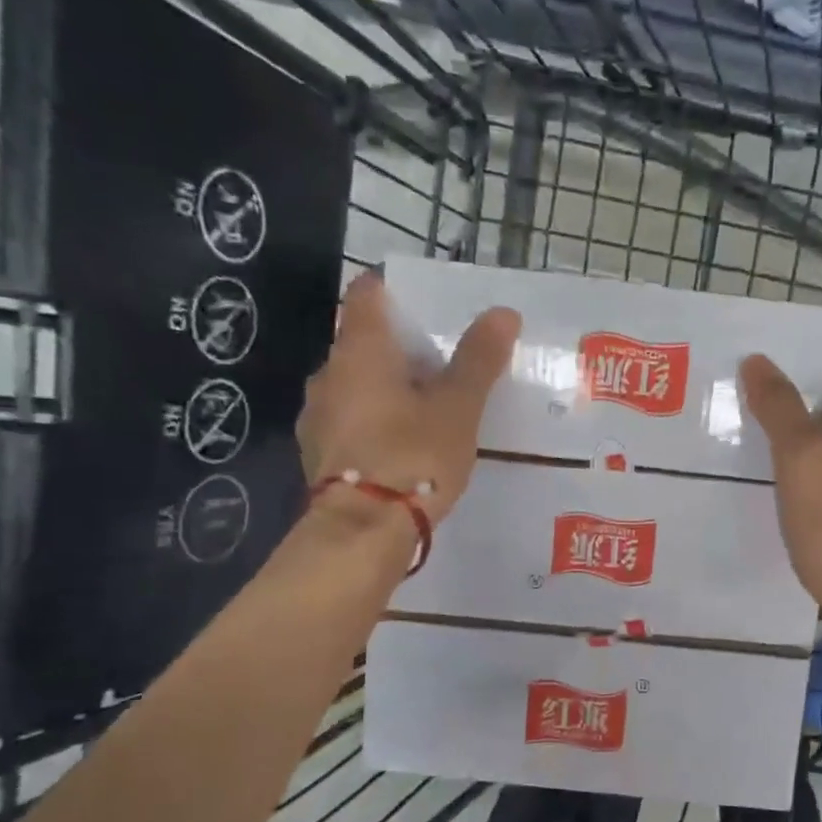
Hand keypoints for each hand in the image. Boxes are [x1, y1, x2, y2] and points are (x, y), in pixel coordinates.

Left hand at [296, 270, 520, 522]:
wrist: (362, 532)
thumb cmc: (413, 456)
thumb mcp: (458, 407)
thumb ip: (478, 359)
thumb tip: (503, 312)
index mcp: (359, 350)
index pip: (367, 294)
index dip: (395, 290)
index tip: (428, 306)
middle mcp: (328, 373)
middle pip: (361, 341)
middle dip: (399, 347)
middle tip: (443, 363)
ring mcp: (318, 416)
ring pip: (354, 384)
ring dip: (385, 387)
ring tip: (427, 407)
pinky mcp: (318, 453)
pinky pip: (349, 420)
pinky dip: (374, 420)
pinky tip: (402, 444)